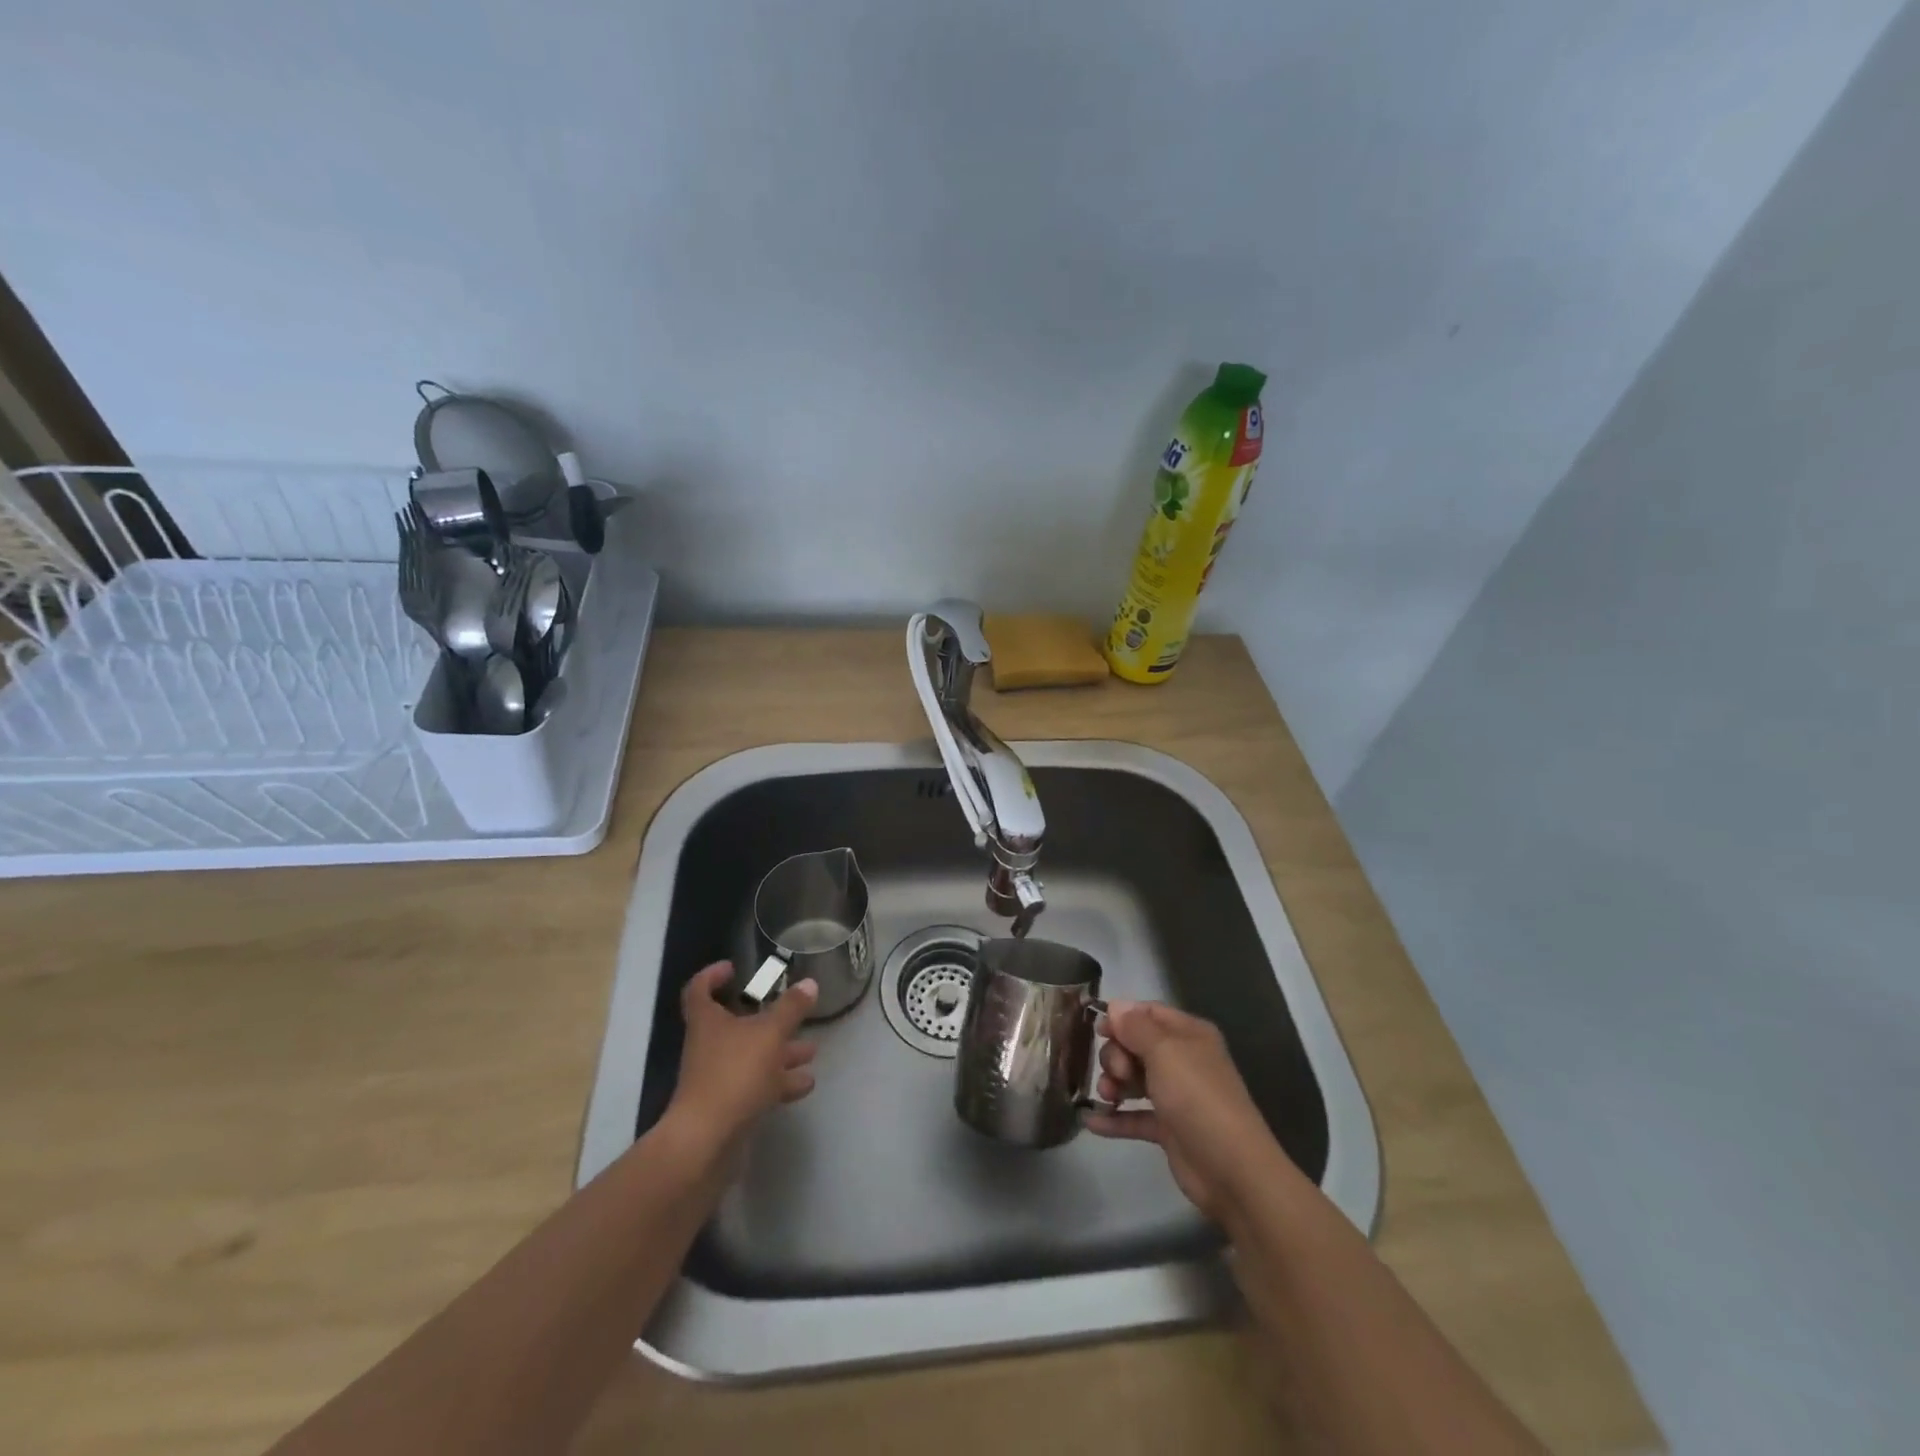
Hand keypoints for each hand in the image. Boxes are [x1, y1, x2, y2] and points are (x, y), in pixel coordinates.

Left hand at [664, 961, 817, 1154]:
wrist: (706, 1142)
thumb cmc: (734, 1075)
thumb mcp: (769, 1034)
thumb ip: (790, 1009)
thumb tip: (809, 984)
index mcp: (708, 1022)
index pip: (699, 990)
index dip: (713, 975)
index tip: (734, 968)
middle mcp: (709, 1046)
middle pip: (734, 1025)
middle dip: (767, 1018)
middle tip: (791, 1011)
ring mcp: (718, 1079)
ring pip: (752, 1057)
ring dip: (780, 1053)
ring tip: (811, 1051)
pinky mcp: (728, 1107)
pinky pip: (757, 1086)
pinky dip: (780, 1083)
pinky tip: (805, 1084)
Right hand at [1084, 1000, 1290, 1223]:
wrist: (1231, 1169)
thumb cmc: (1197, 1097)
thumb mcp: (1164, 1052)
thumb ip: (1135, 1027)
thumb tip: (1116, 1006)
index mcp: (1188, 1035)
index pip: (1149, 1013)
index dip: (1122, 1017)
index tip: (1097, 1030)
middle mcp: (1183, 1060)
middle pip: (1136, 1045)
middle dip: (1117, 1055)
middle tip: (1117, 1073)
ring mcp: (1176, 1095)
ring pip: (1134, 1079)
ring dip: (1113, 1084)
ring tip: (1107, 1096)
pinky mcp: (1168, 1128)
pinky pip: (1135, 1116)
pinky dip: (1115, 1117)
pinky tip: (1090, 1121)